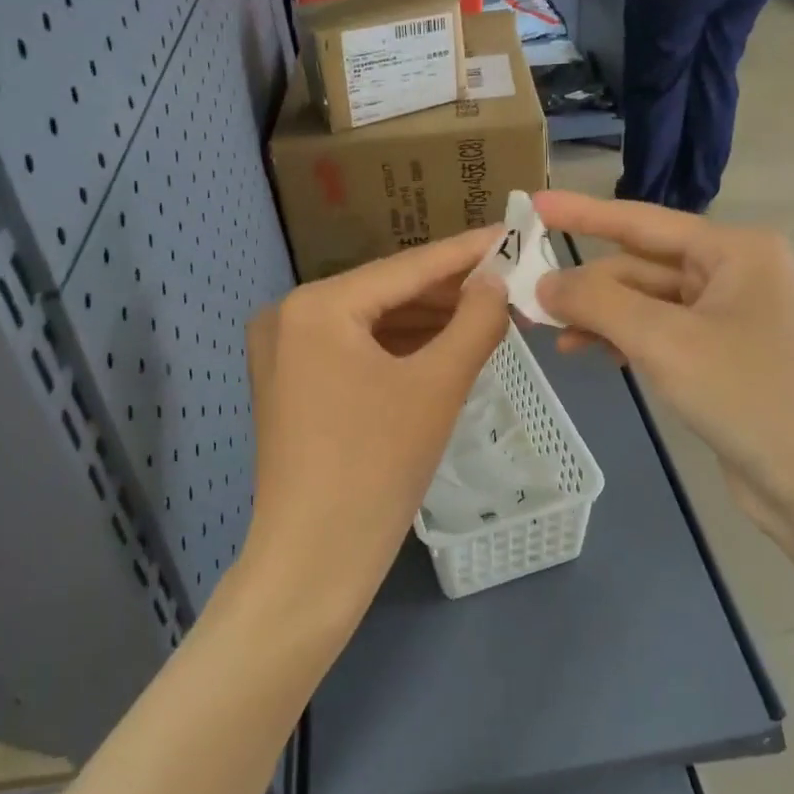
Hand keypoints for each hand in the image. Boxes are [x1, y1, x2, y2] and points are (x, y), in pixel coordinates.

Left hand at [239, 230, 510, 630]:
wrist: (314, 561)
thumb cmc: (377, 467)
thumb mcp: (438, 386)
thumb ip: (475, 321)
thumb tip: (496, 281)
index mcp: (316, 306)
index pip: (406, 268)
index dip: (465, 252)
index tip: (510, 232)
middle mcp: (289, 316)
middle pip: (386, 293)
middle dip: (449, 291)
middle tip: (508, 280)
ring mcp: (284, 352)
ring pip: (372, 323)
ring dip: (428, 320)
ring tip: (488, 311)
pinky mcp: (291, 384)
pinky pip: (355, 350)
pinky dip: (400, 348)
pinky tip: (445, 344)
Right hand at [532, 192, 793, 543]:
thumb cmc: (748, 395)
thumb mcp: (664, 341)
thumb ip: (598, 302)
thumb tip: (543, 282)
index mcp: (734, 250)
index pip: (642, 221)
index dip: (582, 213)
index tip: (533, 204)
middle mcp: (734, 272)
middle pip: (641, 266)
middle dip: (588, 284)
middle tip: (528, 301)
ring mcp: (730, 317)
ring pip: (647, 303)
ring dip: (602, 316)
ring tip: (555, 337)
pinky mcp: (722, 356)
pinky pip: (660, 333)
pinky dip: (625, 340)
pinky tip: (594, 353)